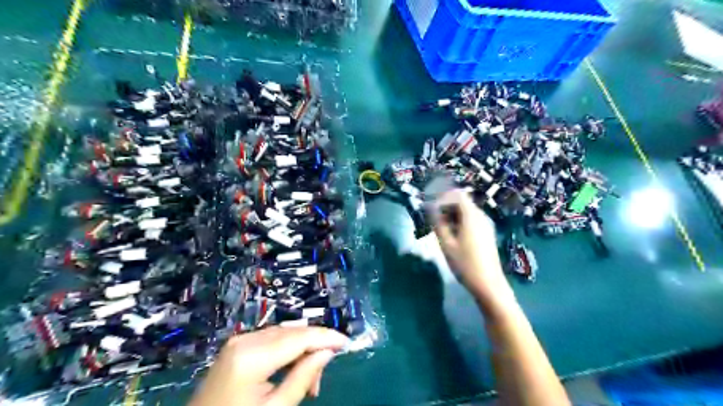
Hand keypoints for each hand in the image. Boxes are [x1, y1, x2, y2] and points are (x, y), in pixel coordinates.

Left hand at [189, 327, 349, 405]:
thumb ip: (303, 377)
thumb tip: (327, 352)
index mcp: (252, 357)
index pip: (299, 337)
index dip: (325, 337)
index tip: (346, 342)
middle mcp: (245, 339)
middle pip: (292, 332)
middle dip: (314, 347)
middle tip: (321, 378)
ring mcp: (239, 339)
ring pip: (284, 334)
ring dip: (302, 350)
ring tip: (309, 381)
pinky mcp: (237, 344)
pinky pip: (271, 339)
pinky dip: (287, 351)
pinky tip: (293, 369)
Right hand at [434, 190, 513, 307]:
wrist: (489, 284)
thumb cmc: (465, 264)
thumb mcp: (446, 244)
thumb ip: (437, 223)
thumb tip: (430, 209)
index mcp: (472, 216)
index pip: (457, 194)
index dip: (442, 198)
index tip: (430, 209)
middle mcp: (481, 216)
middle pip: (461, 202)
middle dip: (445, 207)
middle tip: (432, 220)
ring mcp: (485, 225)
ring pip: (465, 212)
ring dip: (451, 216)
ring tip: (439, 230)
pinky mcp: (486, 234)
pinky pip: (470, 220)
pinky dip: (459, 223)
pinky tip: (451, 237)